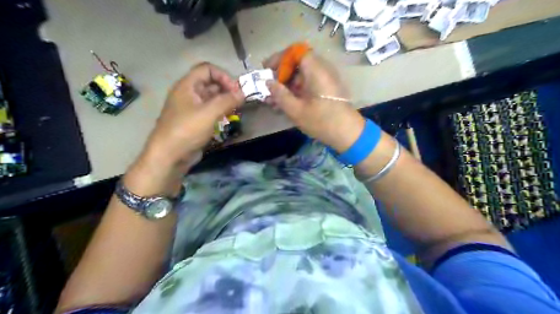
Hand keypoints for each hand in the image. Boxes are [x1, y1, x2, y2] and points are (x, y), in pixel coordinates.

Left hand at [127, 62, 245, 195]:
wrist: (170, 155)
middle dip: (226, 89)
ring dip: (224, 100)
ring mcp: (191, 108)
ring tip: (236, 109)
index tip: (236, 90)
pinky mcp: (195, 121)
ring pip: (211, 98)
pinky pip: (209, 111)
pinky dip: (220, 111)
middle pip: (210, 83)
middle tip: (240, 100)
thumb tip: (243, 94)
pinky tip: (228, 118)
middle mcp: (188, 94)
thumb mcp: (209, 113)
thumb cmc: (187, 130)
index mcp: (187, 86)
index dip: (223, 76)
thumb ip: (227, 101)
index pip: (207, 69)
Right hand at [266, 51, 365, 151]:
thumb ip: (280, 94)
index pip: (296, 51)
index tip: (267, 70)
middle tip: (269, 87)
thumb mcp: (296, 110)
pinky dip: (297, 90)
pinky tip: (286, 103)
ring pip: (302, 74)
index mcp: (316, 70)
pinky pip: (309, 82)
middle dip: (281, 73)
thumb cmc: (322, 121)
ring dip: (287, 84)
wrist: (348, 134)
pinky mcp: (327, 89)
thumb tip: (268, 82)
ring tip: (274, 100)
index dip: (279, 58)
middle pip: (298, 62)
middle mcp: (323, 69)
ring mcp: (326, 79)